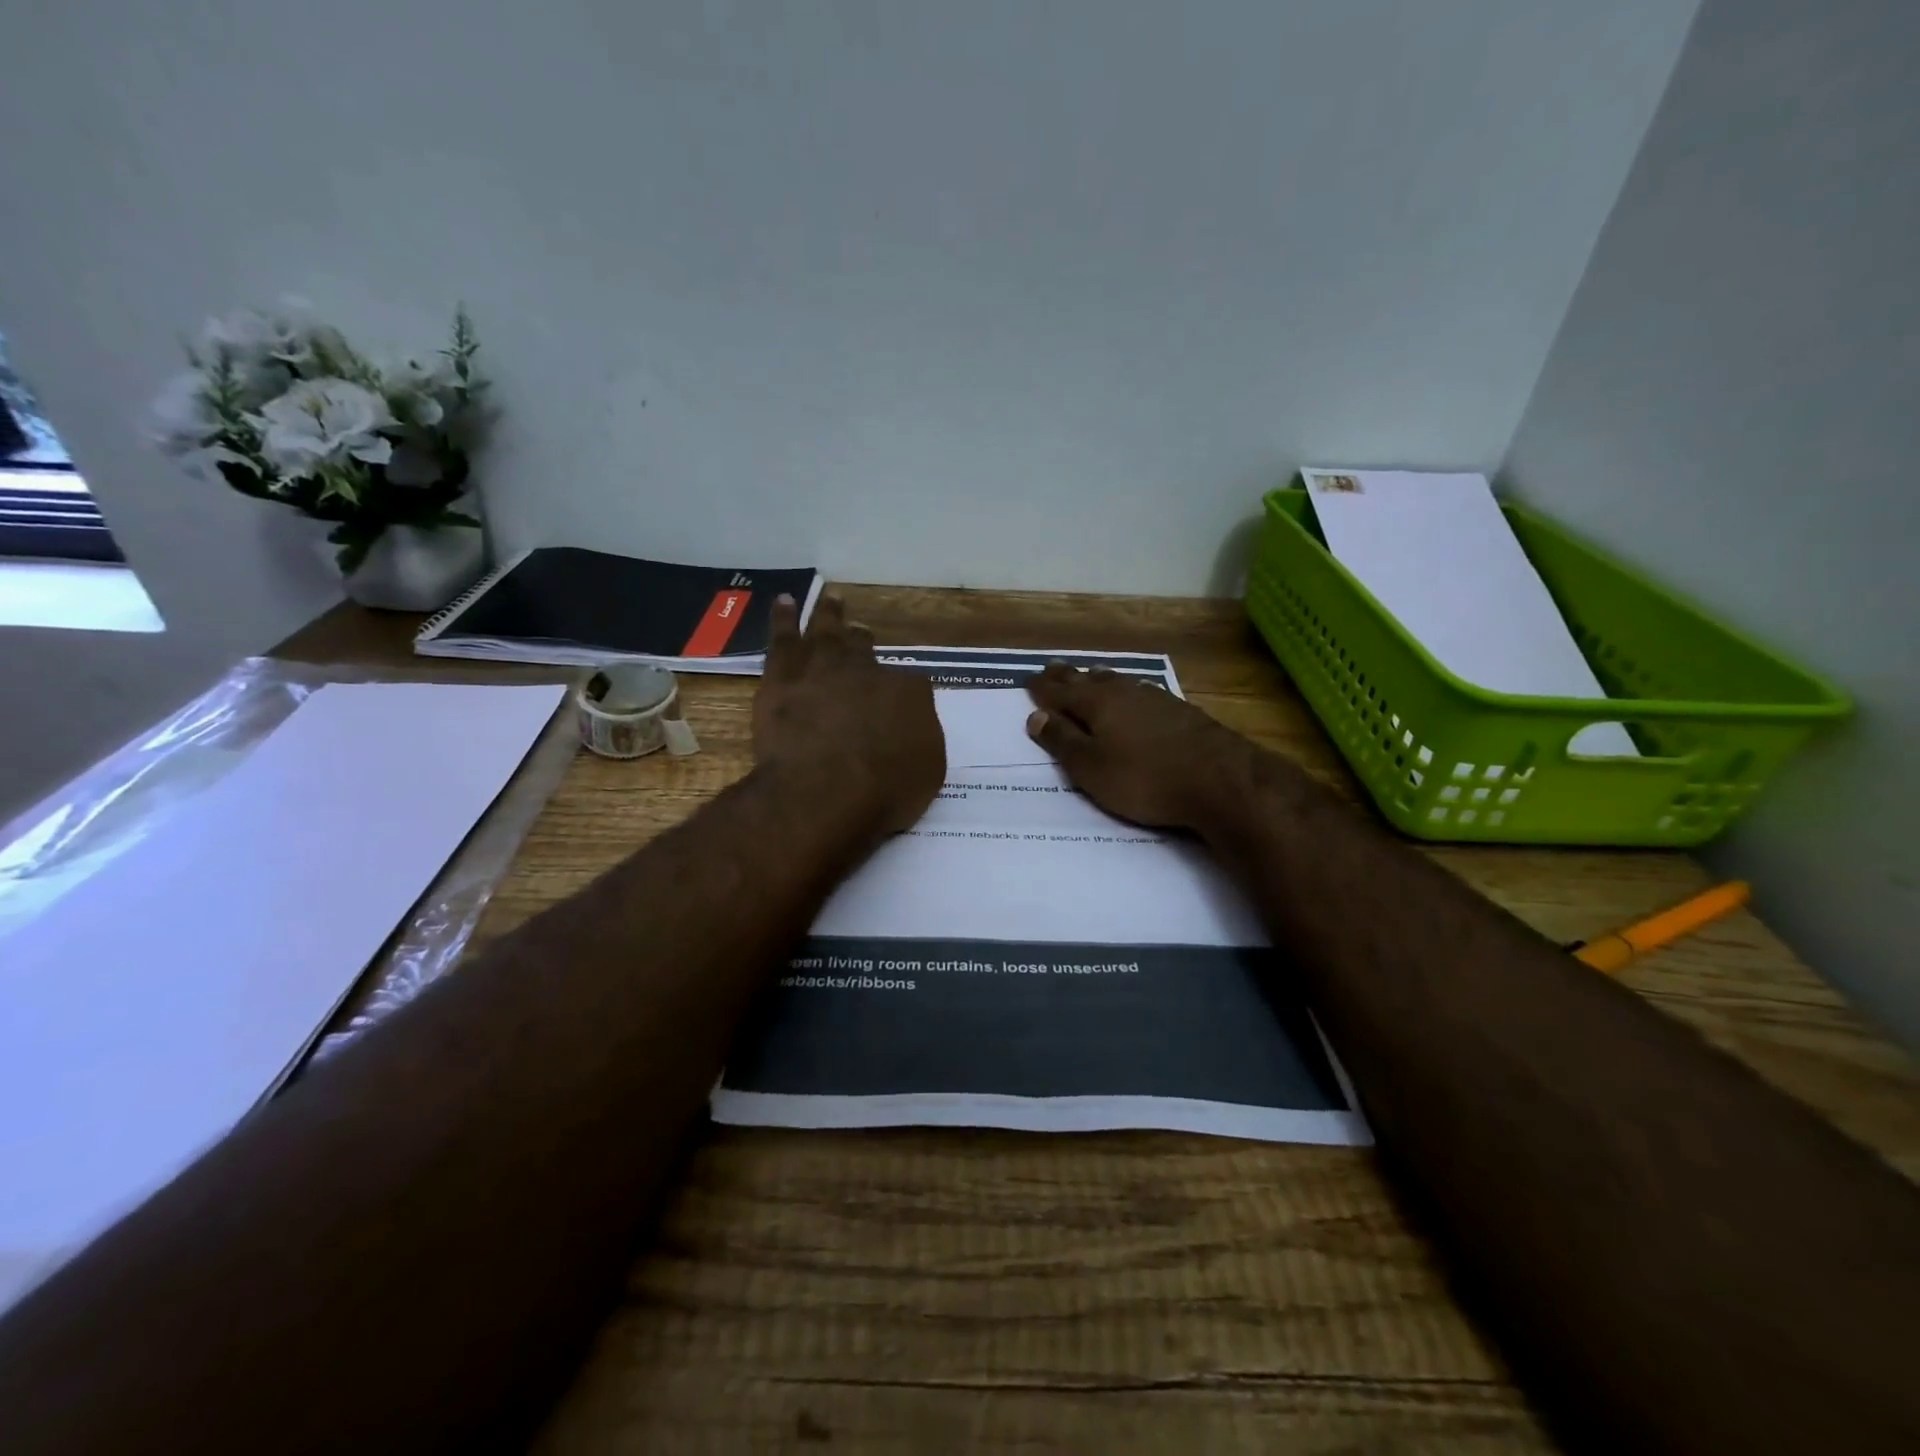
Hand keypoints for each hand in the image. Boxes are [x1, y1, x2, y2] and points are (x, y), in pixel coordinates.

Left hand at [754, 595, 944, 834]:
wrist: (826, 789)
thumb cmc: (884, 791)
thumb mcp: (926, 773)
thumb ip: (920, 742)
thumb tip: (912, 729)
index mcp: (910, 694)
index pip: (911, 686)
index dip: (903, 696)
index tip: (897, 705)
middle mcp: (869, 671)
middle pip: (866, 650)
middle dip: (864, 644)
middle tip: (861, 635)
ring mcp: (825, 668)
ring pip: (827, 631)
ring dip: (830, 615)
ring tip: (831, 600)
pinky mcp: (783, 676)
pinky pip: (783, 638)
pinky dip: (784, 618)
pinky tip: (784, 602)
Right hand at [1025, 664, 1260, 830]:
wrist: (1221, 780)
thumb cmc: (1144, 778)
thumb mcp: (1091, 768)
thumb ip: (1062, 741)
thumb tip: (1036, 716)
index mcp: (1096, 703)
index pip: (1060, 691)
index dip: (1041, 688)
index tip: (1028, 682)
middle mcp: (1124, 692)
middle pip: (1089, 679)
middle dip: (1068, 676)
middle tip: (1053, 669)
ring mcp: (1156, 698)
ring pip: (1119, 682)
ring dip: (1100, 680)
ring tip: (1090, 676)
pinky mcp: (1181, 712)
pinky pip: (1141, 694)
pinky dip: (1127, 694)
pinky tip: (1134, 699)